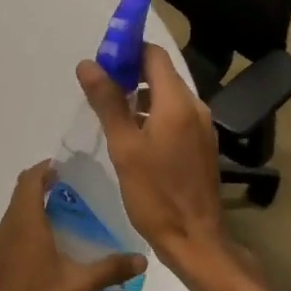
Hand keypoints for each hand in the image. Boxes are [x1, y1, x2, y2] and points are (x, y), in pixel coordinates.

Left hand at [0, 161, 146, 290]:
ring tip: (54, 217)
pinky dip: (18, 232)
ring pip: (10, 217)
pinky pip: (4, 238)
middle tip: (68, 191)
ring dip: (28, 210)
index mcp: (26, 224)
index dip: (44, 169)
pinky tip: (32, 247)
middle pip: (19, 195)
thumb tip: (142, 259)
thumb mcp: (80, 287)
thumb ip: (111, 268)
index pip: (29, 180)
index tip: (64, 168)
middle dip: (39, 187)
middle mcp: (7, 230)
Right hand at [77, 45, 227, 278]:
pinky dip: (155, 114)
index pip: (154, 55)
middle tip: (100, 87)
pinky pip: (176, 115)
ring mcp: (202, 126)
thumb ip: (108, 102)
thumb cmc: (155, 194)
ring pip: (168, 95)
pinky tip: (134, 134)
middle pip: (162, 73)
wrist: (196, 240)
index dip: (128, 50)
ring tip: (112, 110)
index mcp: (177, 102)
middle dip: (131, 73)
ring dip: (142, 95)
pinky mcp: (202, 144)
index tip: (102, 60)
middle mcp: (195, 106)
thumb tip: (88, 64)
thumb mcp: (124, 147)